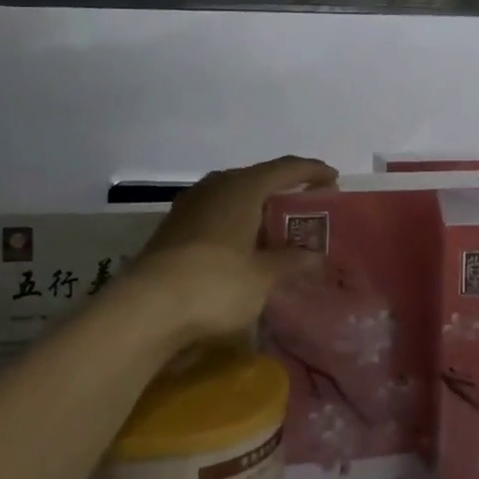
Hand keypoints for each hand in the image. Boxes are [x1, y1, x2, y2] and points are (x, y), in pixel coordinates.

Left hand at [124, 155, 335, 343]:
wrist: (144, 309)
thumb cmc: (215, 284)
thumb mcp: (263, 277)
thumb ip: (291, 261)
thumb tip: (315, 256)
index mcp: (242, 187)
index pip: (286, 168)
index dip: (312, 172)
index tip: (333, 179)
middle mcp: (215, 186)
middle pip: (258, 179)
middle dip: (284, 190)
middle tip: (308, 206)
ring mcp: (189, 206)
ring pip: (233, 196)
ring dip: (257, 208)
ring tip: (276, 227)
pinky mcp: (173, 229)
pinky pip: (216, 214)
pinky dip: (236, 223)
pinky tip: (242, 246)